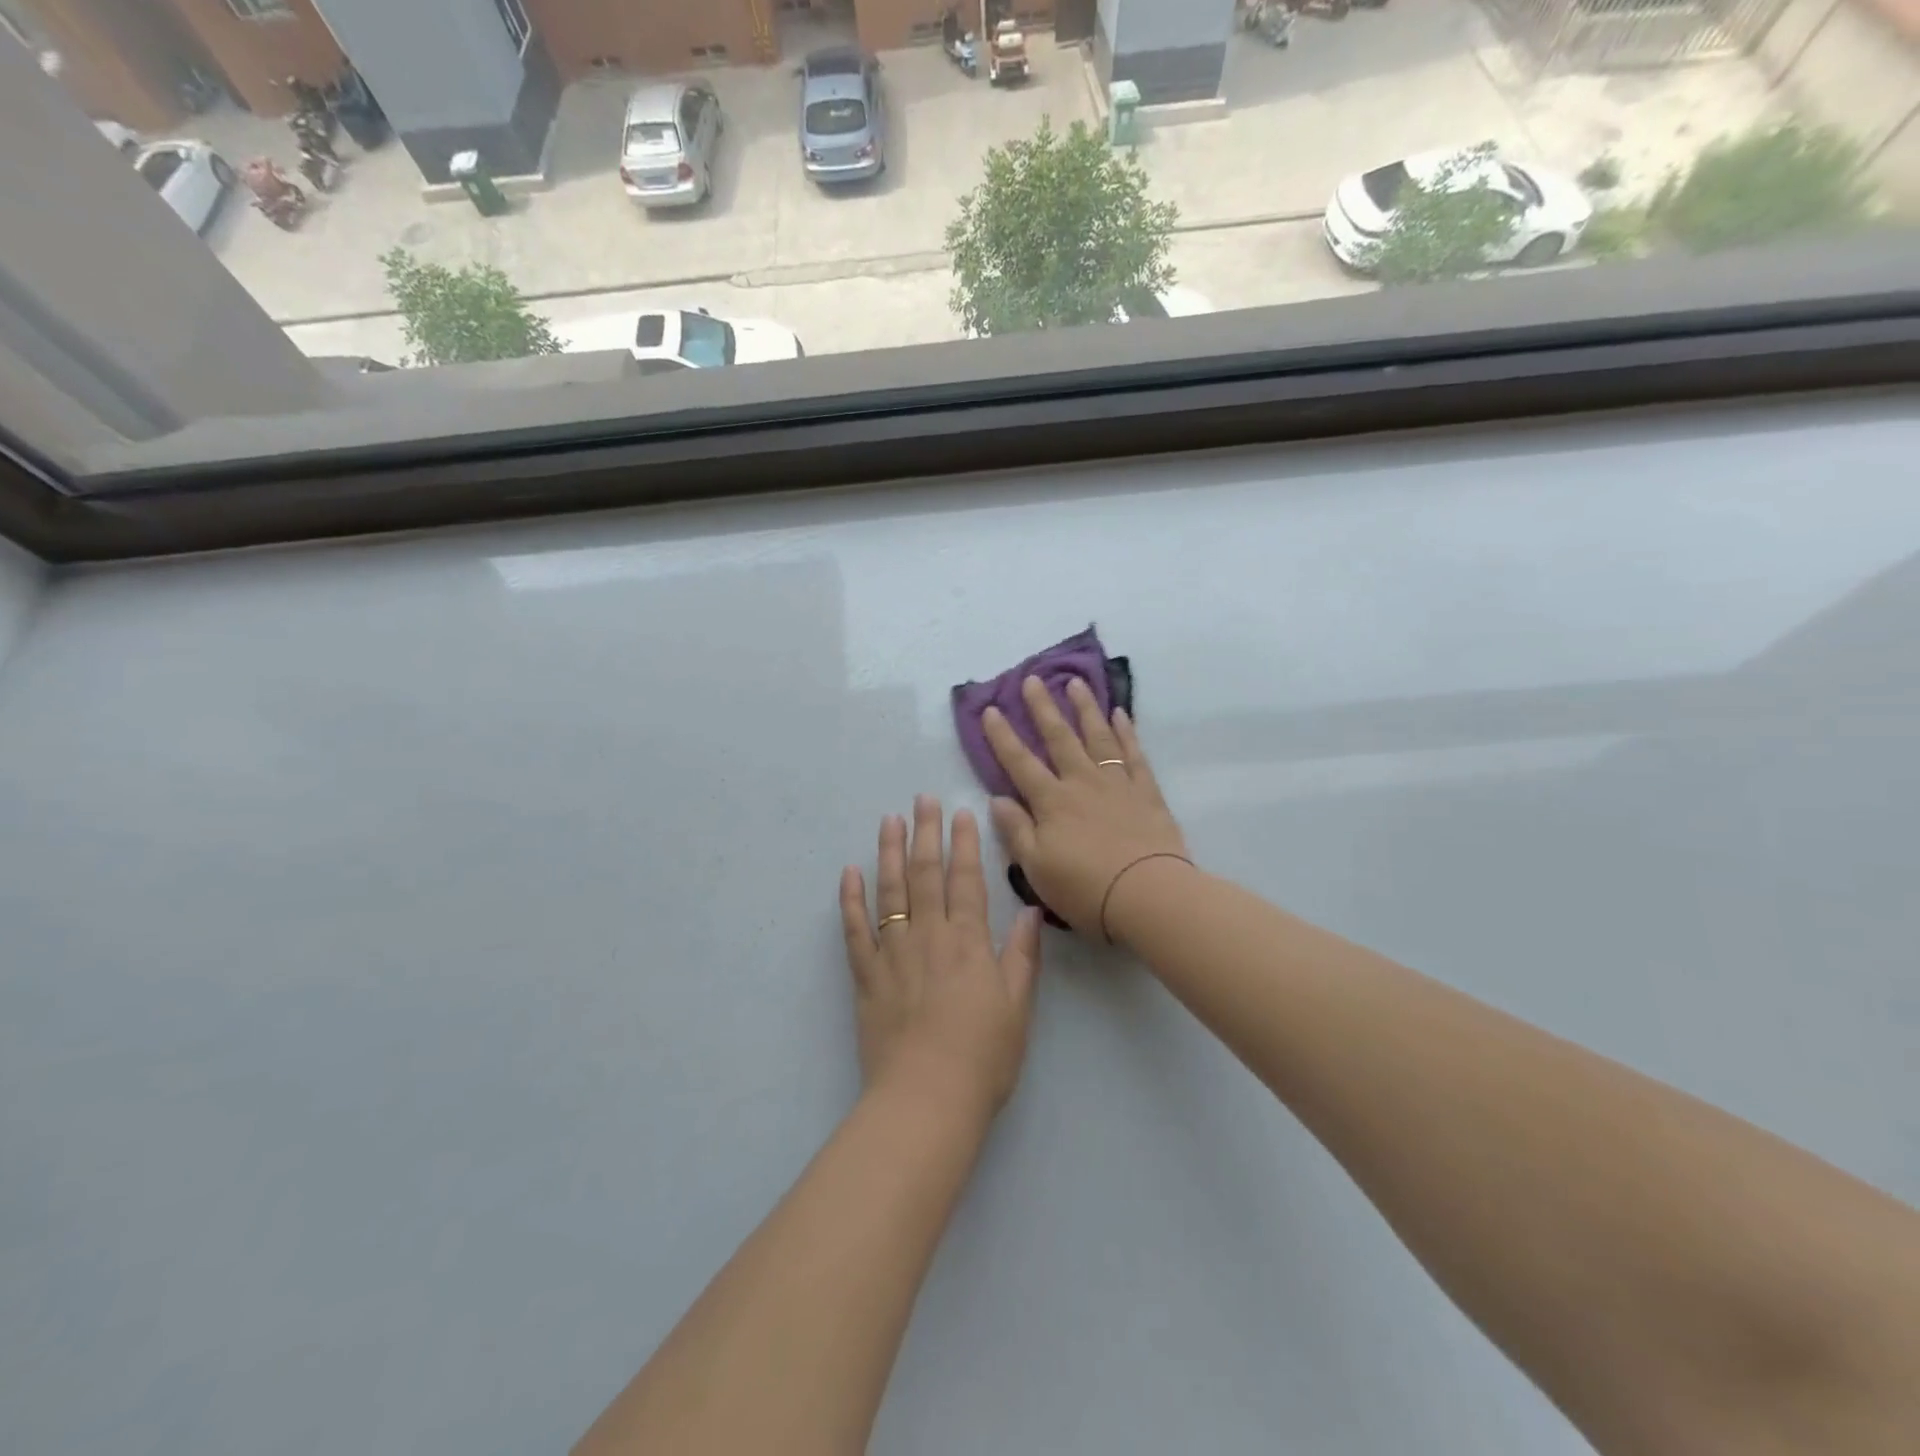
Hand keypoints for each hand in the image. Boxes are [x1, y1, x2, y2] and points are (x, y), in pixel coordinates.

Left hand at [839, 796, 1042, 1113]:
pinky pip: (854, 930)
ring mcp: (893, 954)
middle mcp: (929, 937)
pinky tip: (849, 873)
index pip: (966, 880)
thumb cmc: (982, 1058)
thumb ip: (1022, 957)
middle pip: (926, 875)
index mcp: (968, 943)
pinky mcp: (866, 976)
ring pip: (890, 892)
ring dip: (889, 853)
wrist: (926, 1100)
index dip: (964, 843)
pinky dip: (850, 900)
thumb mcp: (1017, 1008)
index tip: (960, 812)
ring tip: (888, 821)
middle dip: (925, 833)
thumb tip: (1031, 912)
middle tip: (921, 799)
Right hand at [982, 676, 1188, 940]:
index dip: (1002, 737)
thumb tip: (997, 798)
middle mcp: (1081, 783)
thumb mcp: (1036, 867)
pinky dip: (1126, 732)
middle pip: (1059, 738)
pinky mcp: (1146, 792)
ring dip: (1085, 708)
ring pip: (1097, 737)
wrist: (1148, 894)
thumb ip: (1016, 830)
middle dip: (1042, 708)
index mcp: (1051, 802)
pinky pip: (1133, 754)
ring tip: (1076, 683)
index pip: (1020, 763)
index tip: (990, 710)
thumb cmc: (1085, 888)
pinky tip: (1120, 714)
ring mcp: (1116, 783)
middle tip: (1032, 679)